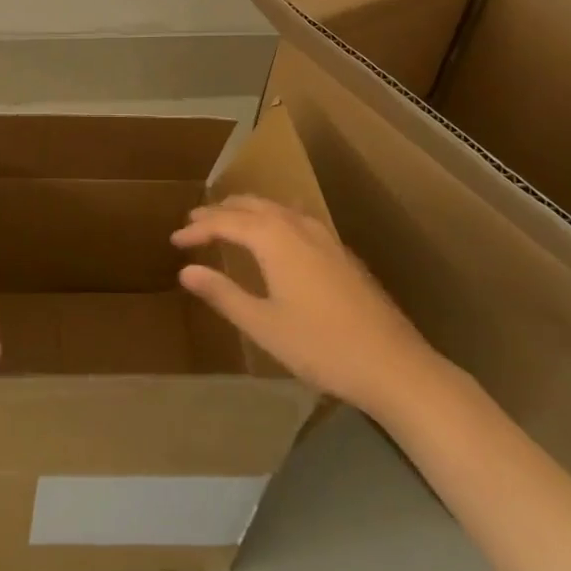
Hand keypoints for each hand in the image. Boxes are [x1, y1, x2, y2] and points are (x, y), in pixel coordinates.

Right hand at [173, 195, 444, 419]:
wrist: (394, 365)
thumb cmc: (322, 346)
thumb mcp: (263, 325)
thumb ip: (223, 294)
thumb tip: (186, 270)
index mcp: (274, 238)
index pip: (226, 222)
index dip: (199, 229)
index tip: (175, 240)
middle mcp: (297, 226)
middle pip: (251, 205)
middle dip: (220, 211)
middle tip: (195, 222)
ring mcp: (324, 236)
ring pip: (276, 207)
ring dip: (247, 210)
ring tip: (228, 221)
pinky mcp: (340, 251)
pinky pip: (295, 218)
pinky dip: (272, 218)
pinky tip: (275, 235)